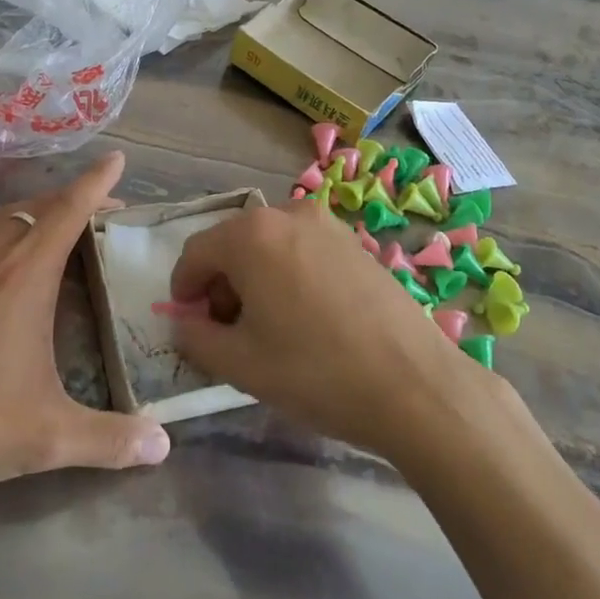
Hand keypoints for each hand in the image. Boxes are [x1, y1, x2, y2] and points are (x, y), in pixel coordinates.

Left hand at [0, 152, 168, 558]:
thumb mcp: (46, 438)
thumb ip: (109, 440)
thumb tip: (163, 447)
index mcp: (26, 275)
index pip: (70, 211)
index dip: (97, 183)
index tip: (117, 159)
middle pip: (38, 207)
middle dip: (72, 199)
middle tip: (98, 209)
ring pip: (0, 218)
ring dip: (32, 213)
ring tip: (50, 228)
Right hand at [171, 201, 504, 460]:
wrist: (415, 384)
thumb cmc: (316, 371)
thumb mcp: (241, 365)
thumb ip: (197, 338)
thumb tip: (184, 323)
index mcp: (252, 235)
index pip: (196, 252)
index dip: (184, 288)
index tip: (188, 322)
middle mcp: (288, 214)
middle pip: (233, 244)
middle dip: (221, 284)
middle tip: (229, 332)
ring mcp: (327, 225)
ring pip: (270, 246)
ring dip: (255, 279)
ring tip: (269, 328)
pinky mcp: (355, 242)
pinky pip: (303, 250)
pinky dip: (288, 274)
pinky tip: (306, 318)